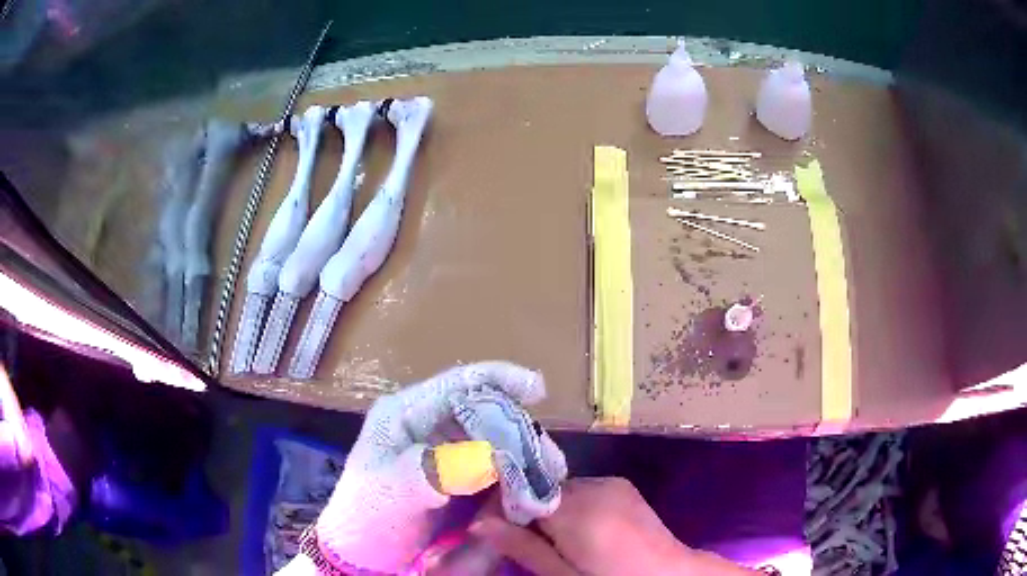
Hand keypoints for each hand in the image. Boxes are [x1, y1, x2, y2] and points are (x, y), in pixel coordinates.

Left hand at [310, 362, 561, 573]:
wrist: (362, 550)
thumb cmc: (367, 514)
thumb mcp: (392, 490)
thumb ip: (434, 470)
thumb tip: (489, 457)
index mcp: (406, 413)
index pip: (457, 384)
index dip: (499, 379)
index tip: (538, 389)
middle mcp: (427, 424)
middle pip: (484, 412)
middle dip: (521, 431)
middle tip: (551, 462)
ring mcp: (442, 449)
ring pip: (493, 439)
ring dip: (522, 456)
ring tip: (549, 479)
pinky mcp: (453, 473)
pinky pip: (491, 465)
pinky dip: (513, 476)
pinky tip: (529, 492)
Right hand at [473, 477, 760, 575]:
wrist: (669, 574)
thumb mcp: (561, 574)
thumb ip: (522, 546)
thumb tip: (479, 523)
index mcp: (577, 509)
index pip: (521, 491)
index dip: (501, 508)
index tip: (490, 529)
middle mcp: (593, 485)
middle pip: (540, 488)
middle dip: (525, 510)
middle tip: (521, 541)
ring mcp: (611, 482)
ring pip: (560, 489)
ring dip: (548, 509)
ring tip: (554, 540)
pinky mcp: (622, 486)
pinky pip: (582, 490)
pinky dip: (571, 506)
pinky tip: (579, 531)